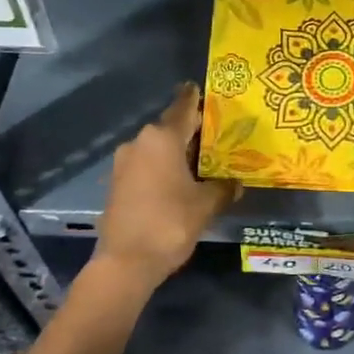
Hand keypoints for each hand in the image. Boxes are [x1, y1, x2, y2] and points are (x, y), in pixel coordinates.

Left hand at [95, 84, 236, 289]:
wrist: (125, 263)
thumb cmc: (169, 223)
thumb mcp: (205, 205)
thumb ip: (223, 188)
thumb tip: (236, 183)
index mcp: (162, 138)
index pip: (183, 107)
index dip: (195, 98)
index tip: (203, 90)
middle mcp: (140, 142)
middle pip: (170, 127)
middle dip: (192, 130)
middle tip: (217, 134)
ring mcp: (124, 162)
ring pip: (157, 147)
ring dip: (176, 151)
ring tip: (201, 160)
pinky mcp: (117, 182)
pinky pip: (146, 164)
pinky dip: (162, 166)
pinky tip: (178, 180)